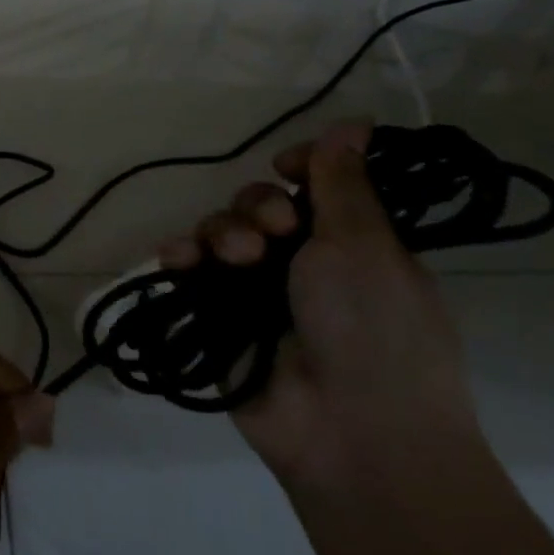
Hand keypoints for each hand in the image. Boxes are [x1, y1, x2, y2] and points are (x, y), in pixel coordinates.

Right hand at [158, 121, 480, 490]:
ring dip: (221, 231)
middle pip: (259, 204)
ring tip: (236, 257)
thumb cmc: (375, 329)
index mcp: (350, 243)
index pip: (313, 185)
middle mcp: (302, 262)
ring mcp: (256, 292)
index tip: (290, 166)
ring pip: (220, 232)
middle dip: (258, 205)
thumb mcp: (365, 245)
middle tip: (274, 229)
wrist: (351, 431)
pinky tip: (178, 258)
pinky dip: (180, 256)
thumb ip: (344, 184)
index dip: (299, 167)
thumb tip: (353, 124)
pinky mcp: (216, 317)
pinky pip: (189, 272)